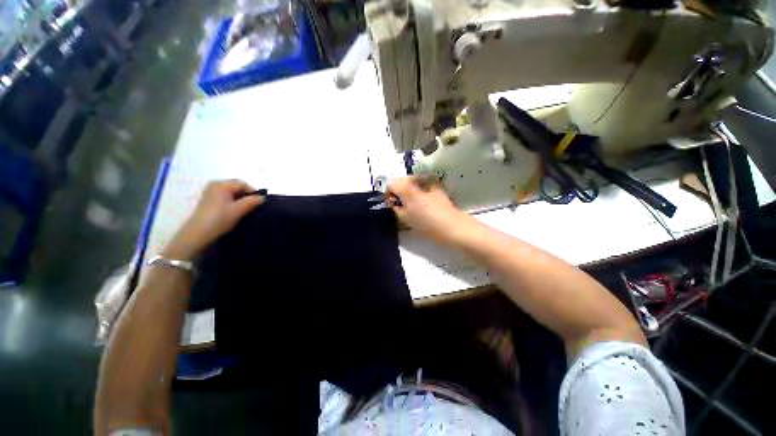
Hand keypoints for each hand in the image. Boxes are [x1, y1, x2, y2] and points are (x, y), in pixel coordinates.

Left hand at [162, 180, 264, 259]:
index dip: (253, 192)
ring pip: (231, 193)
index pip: (243, 184)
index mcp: (222, 184)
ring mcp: (210, 192)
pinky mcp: (208, 201)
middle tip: (252, 207)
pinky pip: (225, 197)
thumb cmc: (220, 218)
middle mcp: (215, 185)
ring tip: (244, 210)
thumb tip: (262, 198)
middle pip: (237, 187)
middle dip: (246, 196)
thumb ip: (252, 201)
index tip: (259, 203)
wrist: (198, 233)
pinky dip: (232, 202)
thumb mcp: (239, 209)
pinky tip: (234, 212)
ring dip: (240, 200)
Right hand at [387, 176, 469, 244]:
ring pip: (412, 182)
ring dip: (409, 190)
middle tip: (402, 205)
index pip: (390, 183)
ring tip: (413, 204)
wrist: (451, 225)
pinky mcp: (437, 185)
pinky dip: (419, 190)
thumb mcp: (404, 217)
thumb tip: (392, 200)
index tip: (392, 203)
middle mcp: (416, 179)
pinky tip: (423, 202)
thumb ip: (395, 206)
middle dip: (399, 191)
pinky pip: (422, 185)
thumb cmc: (425, 223)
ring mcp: (428, 181)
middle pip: (401, 181)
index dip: (389, 193)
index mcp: (406, 187)